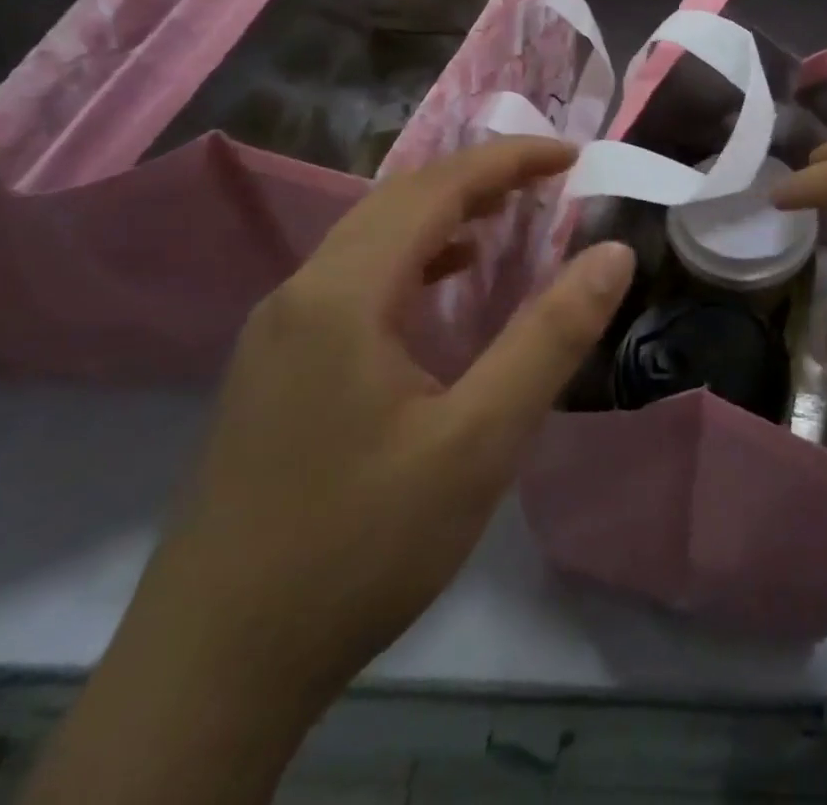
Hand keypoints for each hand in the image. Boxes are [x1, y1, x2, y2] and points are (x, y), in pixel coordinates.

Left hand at [124, 137, 635, 705]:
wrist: (213, 671)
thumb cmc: (360, 545)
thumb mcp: (479, 440)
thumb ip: (551, 336)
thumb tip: (613, 252)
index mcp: (343, 293)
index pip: (436, 187)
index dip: (509, 160)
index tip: (573, 156)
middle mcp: (300, 292)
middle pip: (398, 200)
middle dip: (479, 177)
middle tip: (550, 182)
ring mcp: (276, 331)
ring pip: (371, 238)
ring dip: (443, 215)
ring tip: (509, 220)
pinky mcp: (274, 368)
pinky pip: (353, 279)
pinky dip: (413, 259)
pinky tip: (444, 289)